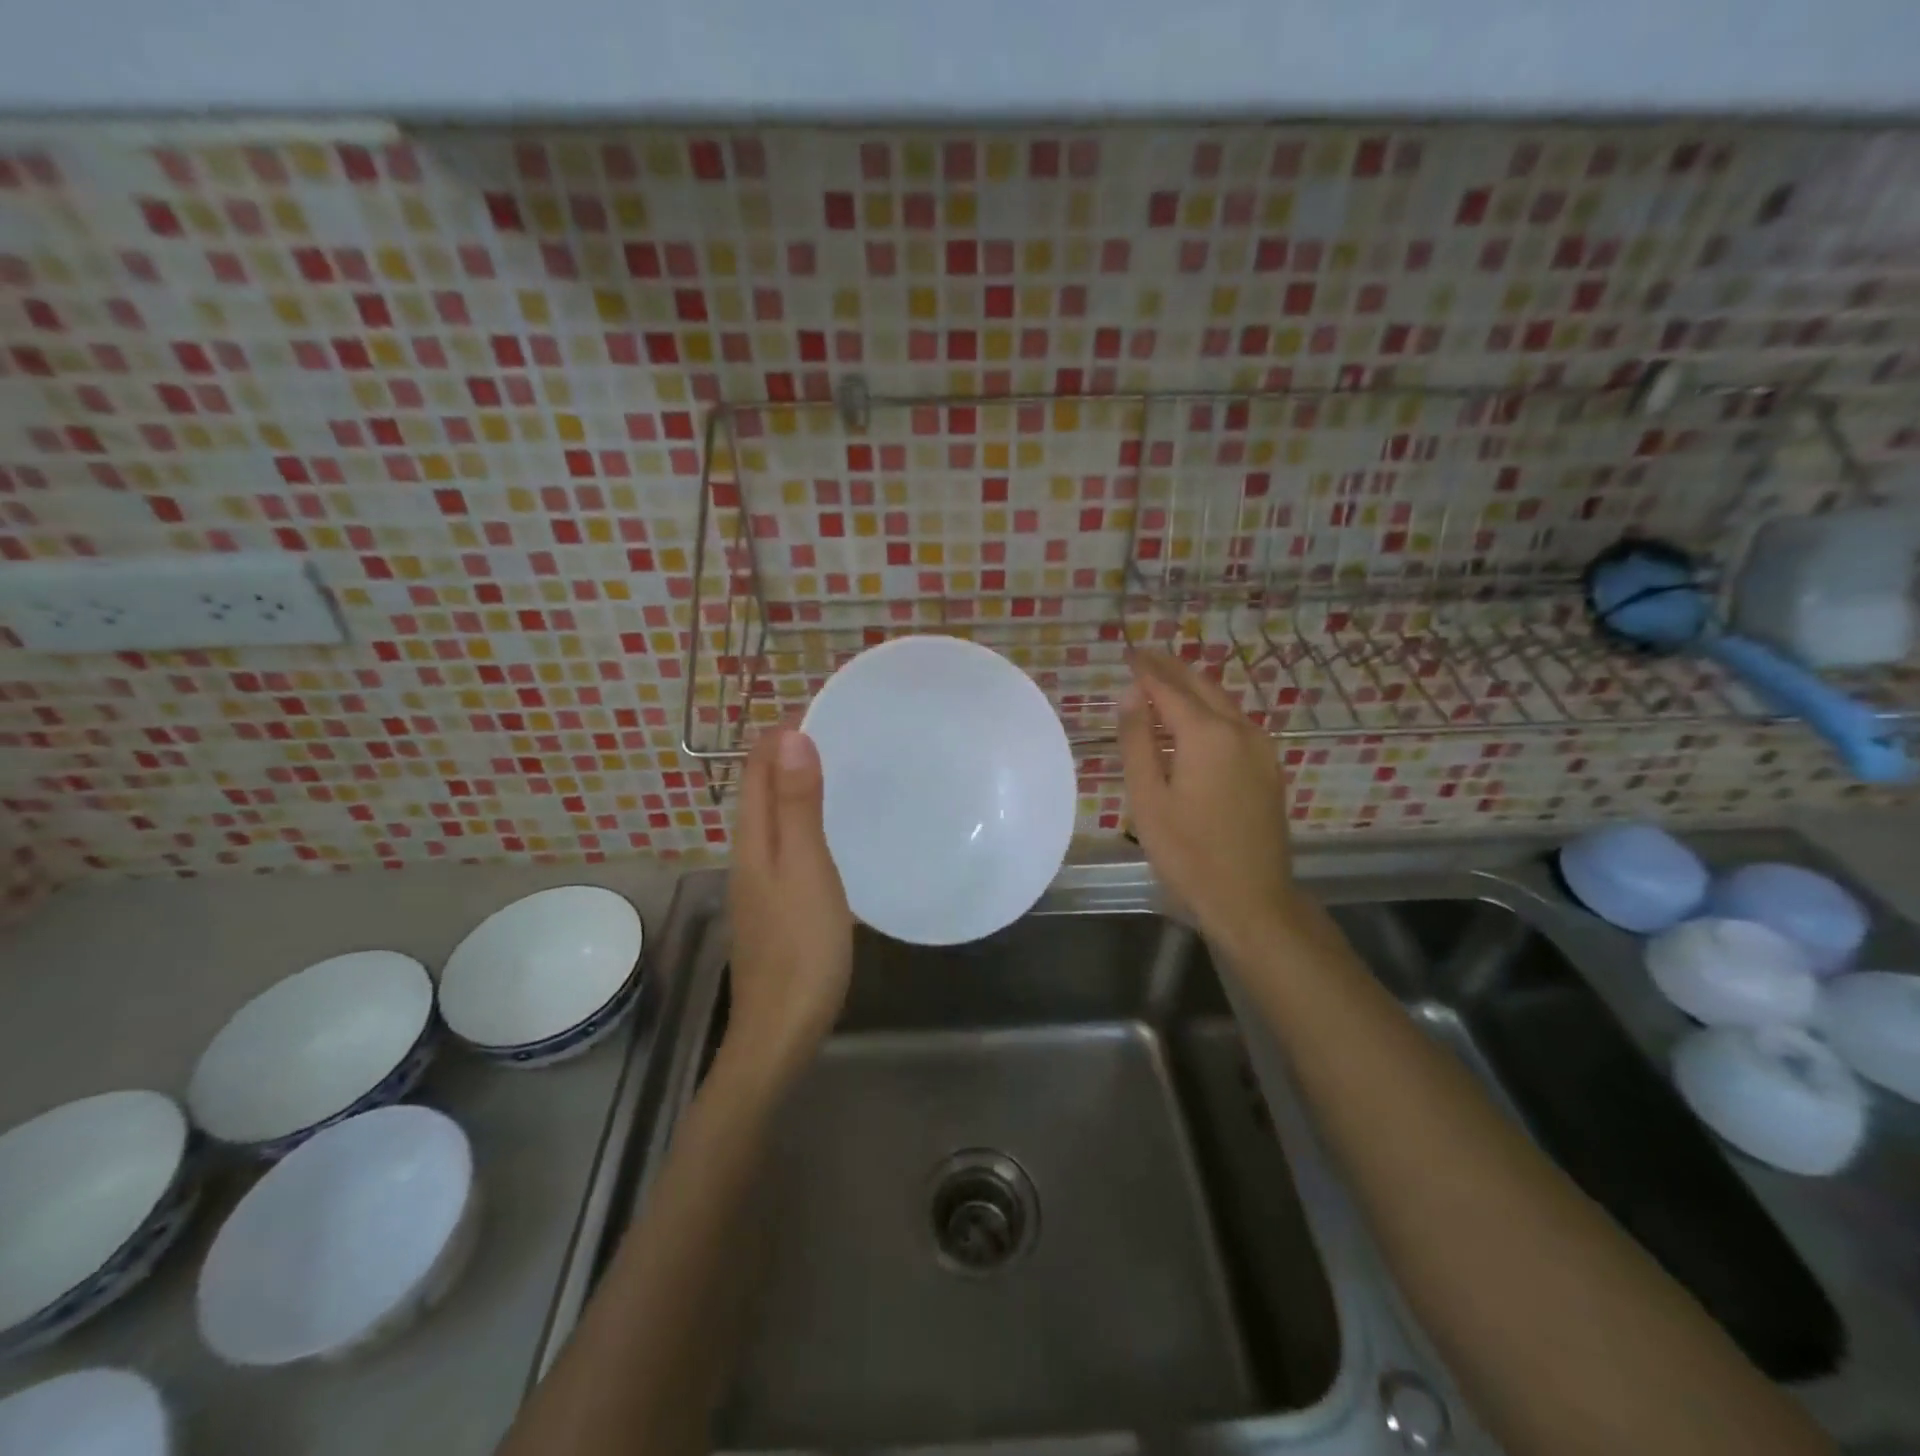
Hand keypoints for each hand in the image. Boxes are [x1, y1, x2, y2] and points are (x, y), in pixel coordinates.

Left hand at [726, 727, 852, 1084]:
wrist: (782, 1028)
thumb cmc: (802, 946)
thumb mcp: (805, 868)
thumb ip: (798, 805)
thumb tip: (789, 735)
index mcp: (754, 839)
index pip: (758, 769)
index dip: (780, 733)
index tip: (817, 702)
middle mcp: (750, 854)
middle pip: (762, 790)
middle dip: (788, 753)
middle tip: (836, 727)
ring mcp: (761, 882)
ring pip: (774, 818)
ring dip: (796, 785)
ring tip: (836, 765)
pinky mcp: (777, 904)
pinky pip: (787, 844)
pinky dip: (804, 819)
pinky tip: (829, 830)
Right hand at [1118, 650, 1297, 956]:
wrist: (1251, 899)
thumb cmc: (1187, 853)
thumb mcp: (1147, 798)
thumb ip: (1138, 740)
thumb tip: (1133, 693)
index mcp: (1206, 734)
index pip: (1170, 687)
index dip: (1147, 669)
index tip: (1128, 653)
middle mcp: (1240, 730)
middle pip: (1202, 686)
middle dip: (1172, 668)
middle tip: (1146, 656)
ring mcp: (1261, 749)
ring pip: (1223, 702)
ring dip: (1193, 686)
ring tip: (1165, 679)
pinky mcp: (1269, 768)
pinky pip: (1236, 723)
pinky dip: (1211, 709)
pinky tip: (1195, 719)